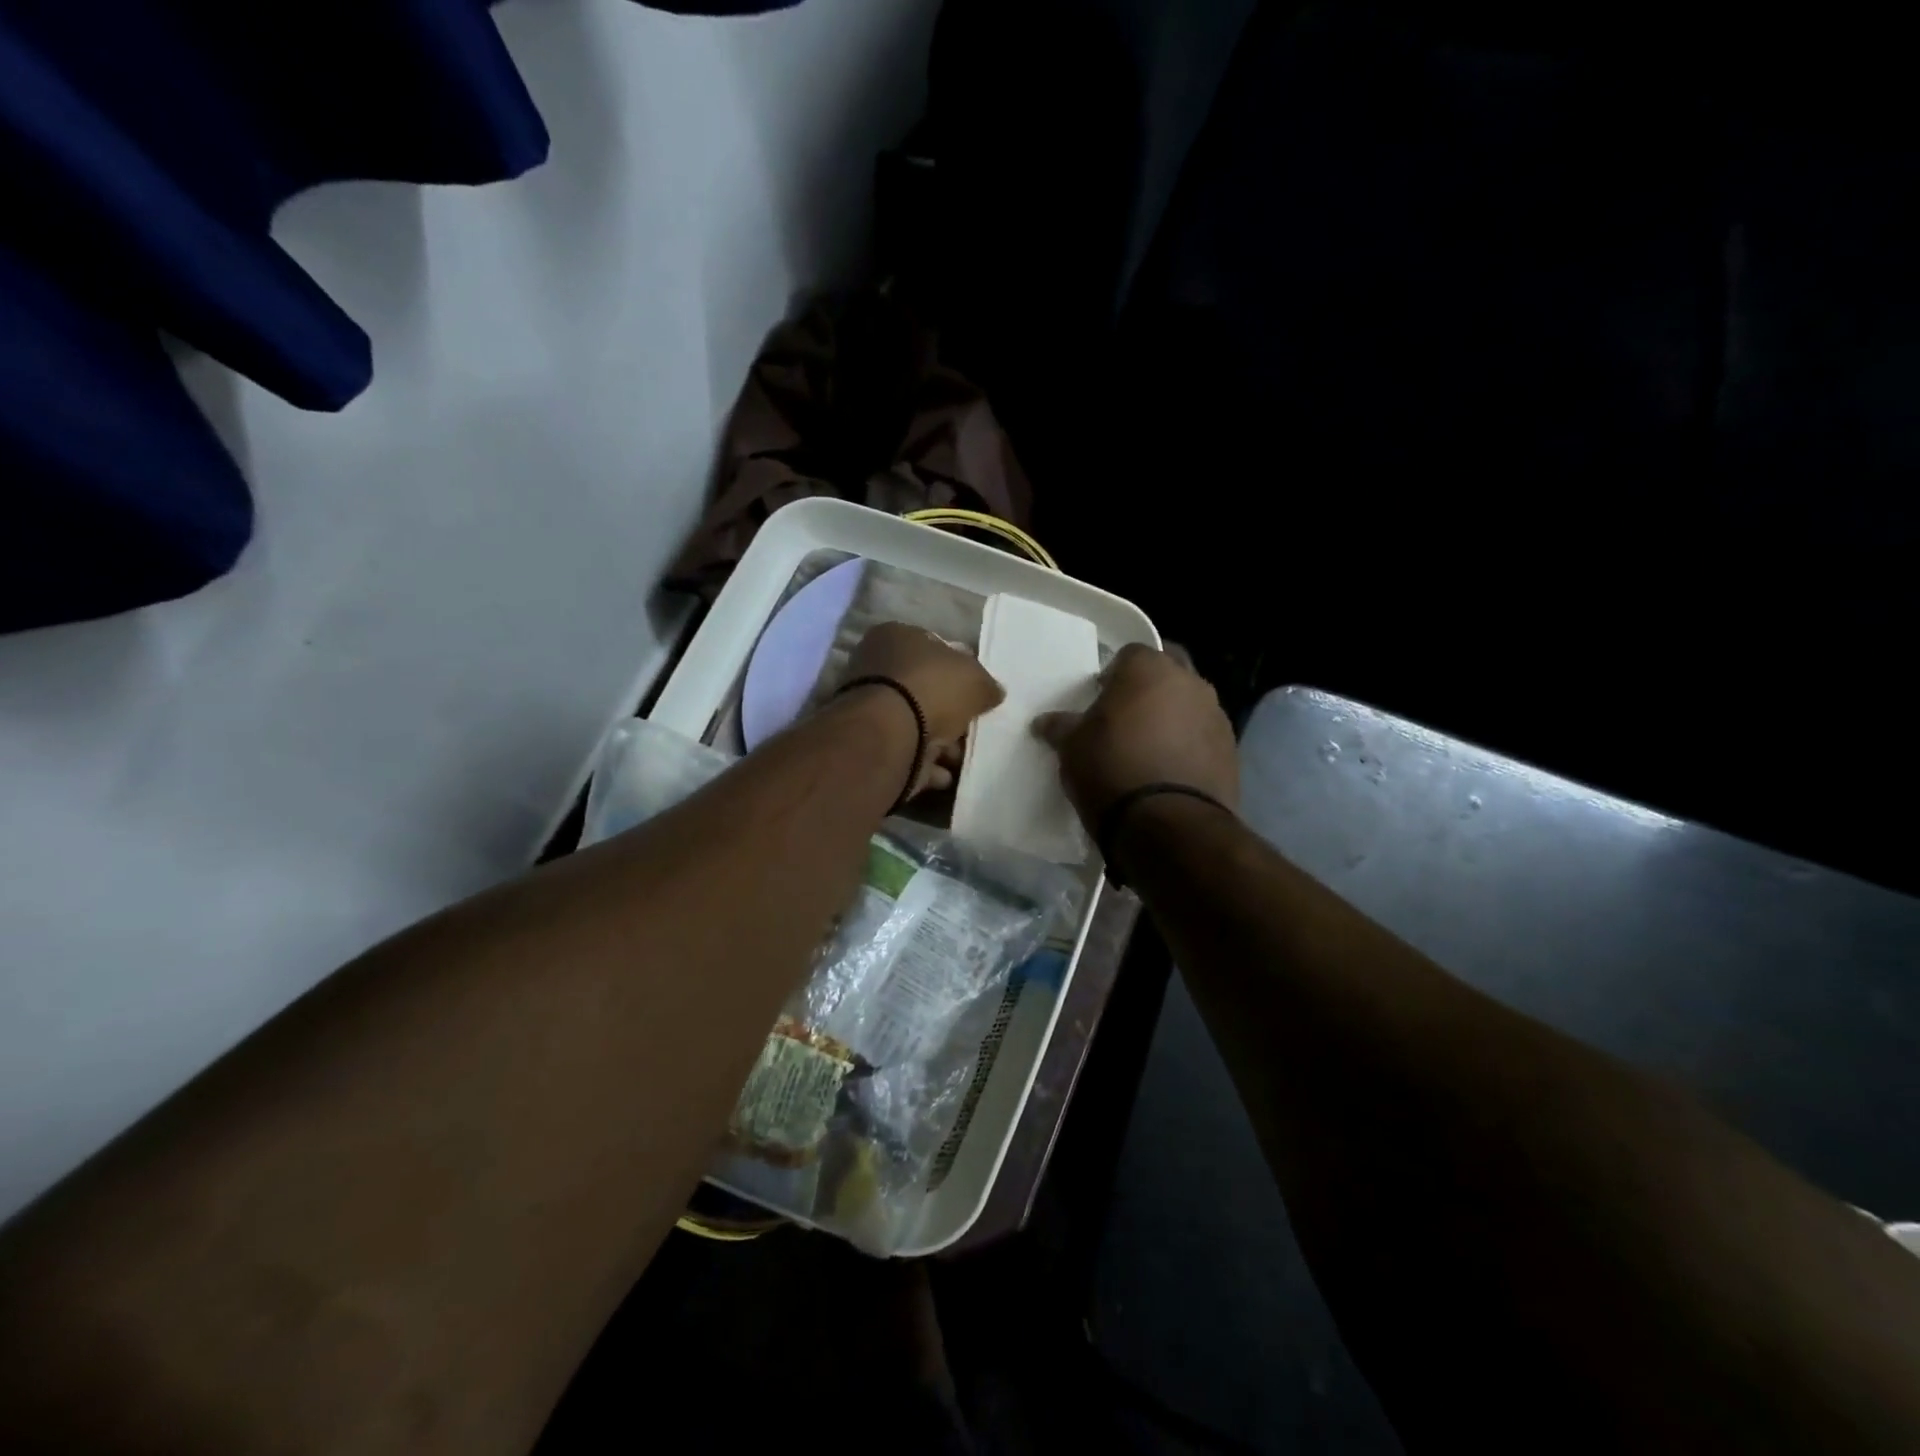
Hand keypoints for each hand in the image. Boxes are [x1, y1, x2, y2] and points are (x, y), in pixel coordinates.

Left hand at [843, 623, 1004, 795]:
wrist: (888, 736)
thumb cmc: (931, 689)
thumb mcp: (974, 678)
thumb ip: (986, 684)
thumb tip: (993, 692)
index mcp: (895, 637)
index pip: (933, 647)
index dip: (958, 668)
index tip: (977, 691)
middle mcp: (875, 667)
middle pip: (924, 689)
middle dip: (950, 712)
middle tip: (972, 727)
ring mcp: (870, 708)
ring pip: (916, 724)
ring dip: (941, 743)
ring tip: (962, 757)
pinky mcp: (870, 745)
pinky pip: (906, 753)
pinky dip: (926, 765)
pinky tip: (945, 775)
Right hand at [1032, 644, 1236, 825]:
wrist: (1167, 823)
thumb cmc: (1111, 768)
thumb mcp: (1072, 748)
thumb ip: (1062, 727)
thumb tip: (1044, 723)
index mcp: (1148, 669)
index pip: (1130, 655)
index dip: (1114, 675)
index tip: (1101, 699)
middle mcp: (1189, 682)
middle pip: (1168, 672)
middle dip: (1150, 689)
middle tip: (1127, 718)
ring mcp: (1216, 715)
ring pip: (1190, 704)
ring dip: (1173, 717)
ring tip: (1150, 749)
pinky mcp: (1232, 750)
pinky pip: (1204, 737)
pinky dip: (1189, 746)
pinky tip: (1170, 772)